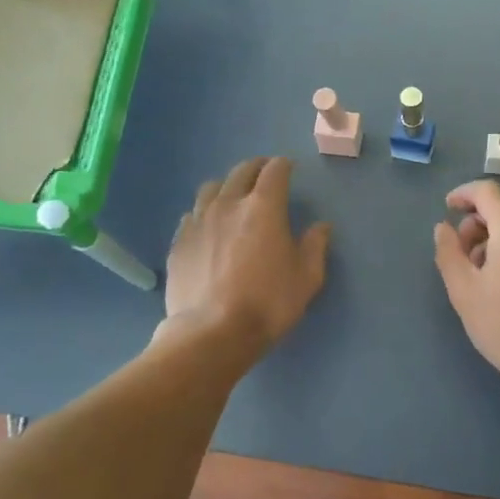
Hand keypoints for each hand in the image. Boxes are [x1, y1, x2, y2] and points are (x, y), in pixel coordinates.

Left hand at [165, 157, 330, 358]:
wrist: (212, 332)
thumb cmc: (268, 303)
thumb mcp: (307, 278)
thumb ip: (315, 247)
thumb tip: (321, 227)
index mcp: (264, 207)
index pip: (275, 171)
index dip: (283, 166)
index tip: (289, 169)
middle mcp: (229, 204)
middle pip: (241, 171)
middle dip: (256, 168)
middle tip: (264, 175)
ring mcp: (199, 221)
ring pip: (211, 188)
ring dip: (226, 186)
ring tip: (232, 198)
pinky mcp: (179, 242)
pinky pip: (191, 215)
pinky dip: (204, 213)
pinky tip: (208, 228)